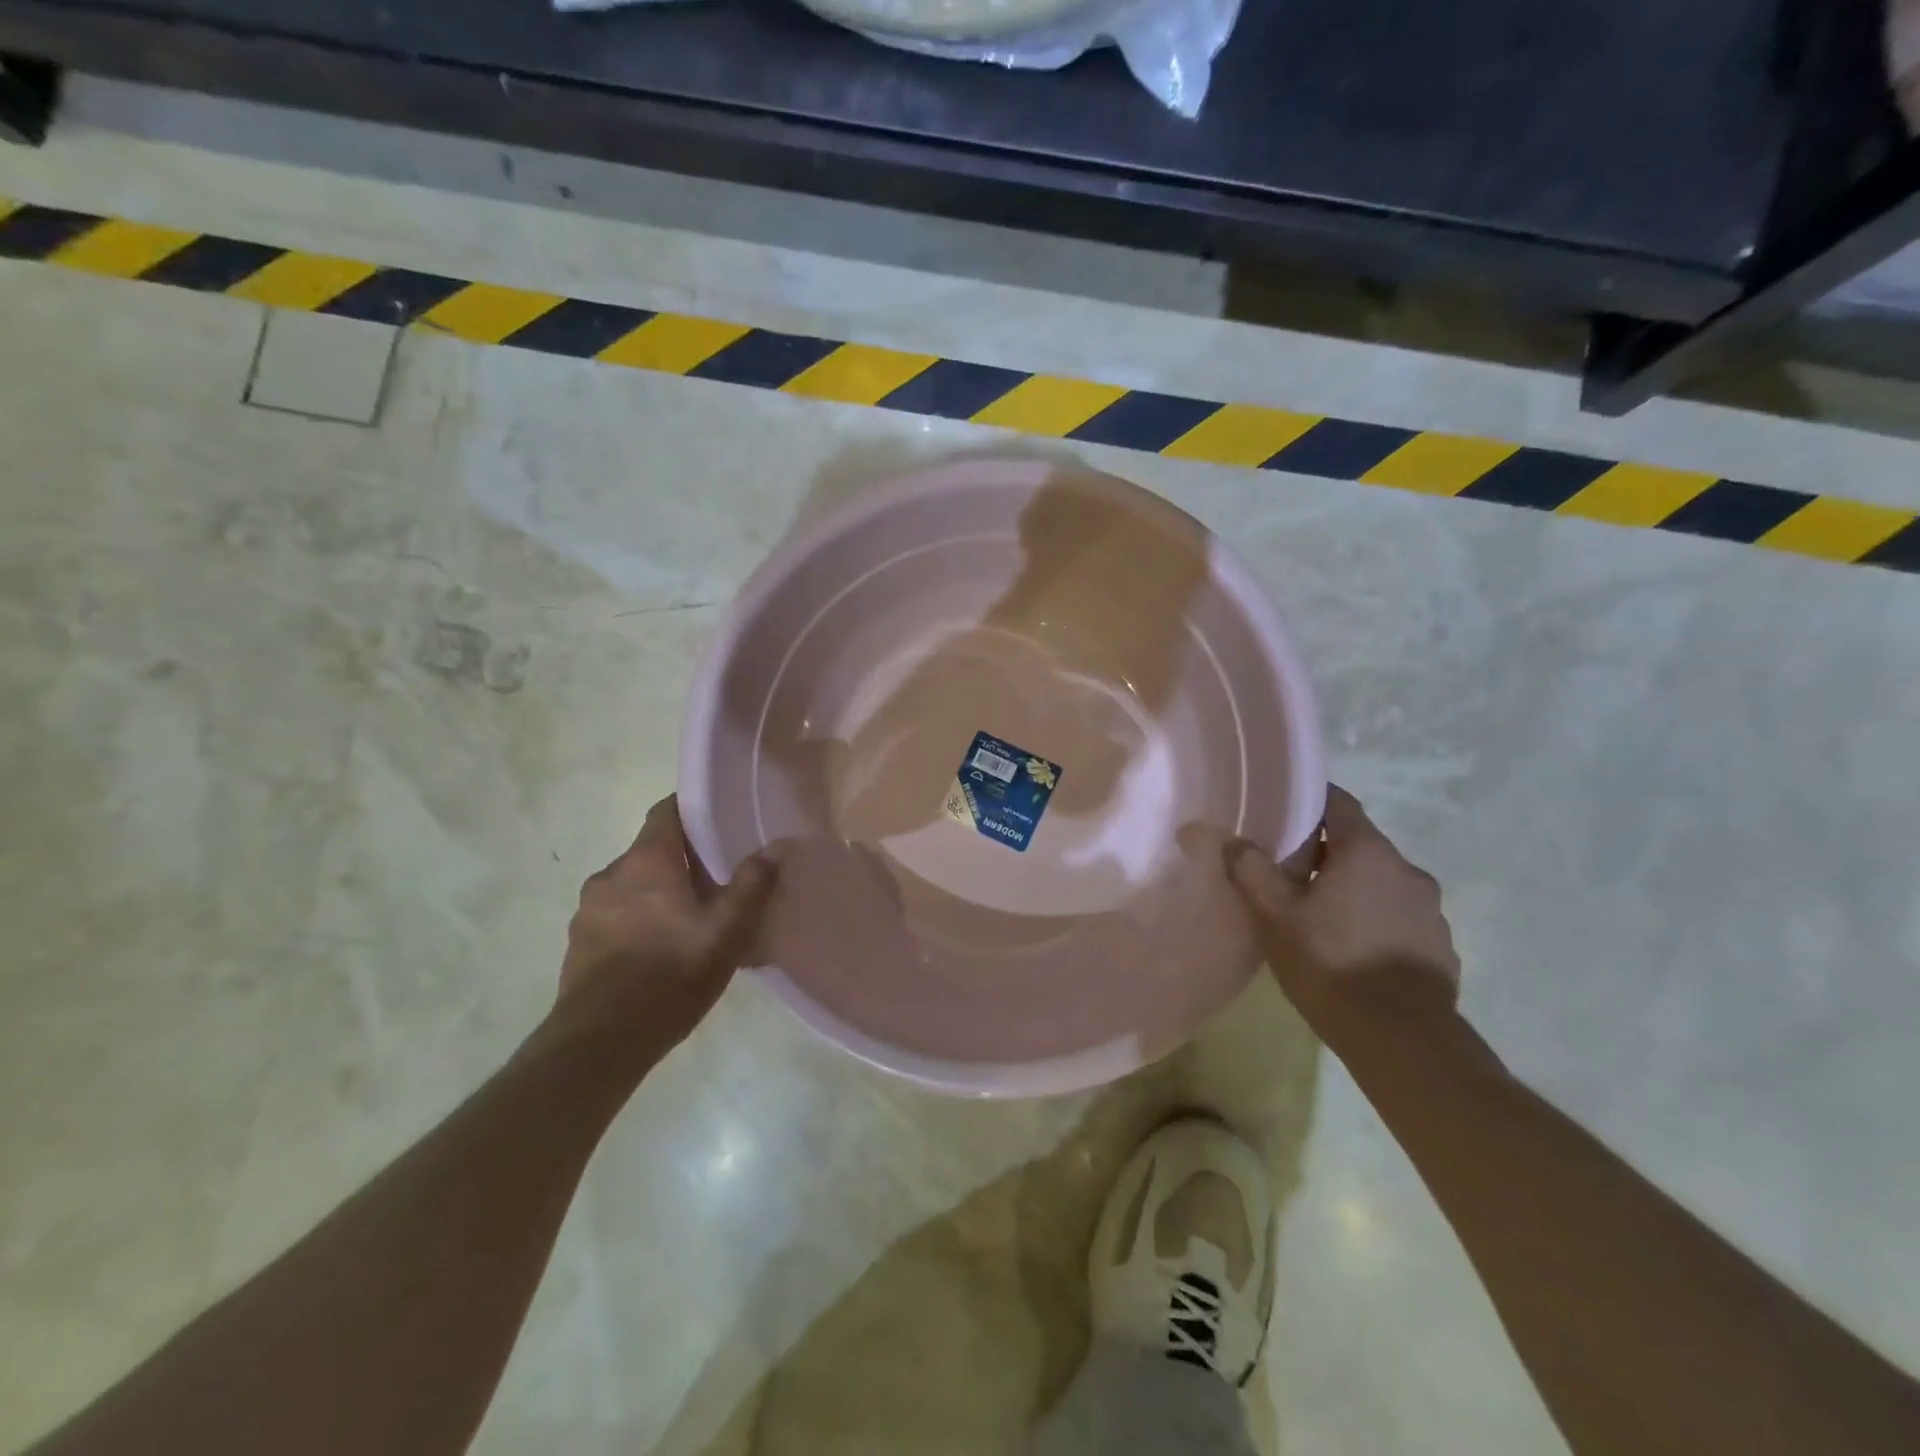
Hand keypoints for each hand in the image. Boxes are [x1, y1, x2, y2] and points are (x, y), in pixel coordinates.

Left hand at [552, 796, 776, 1055]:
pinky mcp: (578, 943)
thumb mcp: (727, 931)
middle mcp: (611, 875)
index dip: (693, 809)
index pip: (666, 810)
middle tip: (716, 882)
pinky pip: (616, 916)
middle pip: (651, 851)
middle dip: (683, 861)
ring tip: (690, 922)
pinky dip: (639, 921)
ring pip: (633, 886)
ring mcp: (588, 910)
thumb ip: (751, 886)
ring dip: (659, 894)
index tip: (720, 821)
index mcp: (646, 861)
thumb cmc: (671, 974)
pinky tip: (661, 952)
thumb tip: (774, 849)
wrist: (600, 1042)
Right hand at [1228, 786, 1459, 1036]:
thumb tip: (1232, 841)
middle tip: (1289, 874)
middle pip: (1359, 844)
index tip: (1282, 813)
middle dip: (1325, 853)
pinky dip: (1376, 920)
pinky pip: (1400, 917)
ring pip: (1381, 882)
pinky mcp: (1440, 945)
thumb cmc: (1332, 964)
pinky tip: (1354, 949)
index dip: (1310, 802)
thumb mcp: (1276, 916)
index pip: (1339, 803)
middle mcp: (1407, 870)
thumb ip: (1251, 870)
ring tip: (1321, 917)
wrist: (1403, 1041)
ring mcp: (1431, 909)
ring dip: (1353, 888)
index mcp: (1367, 852)